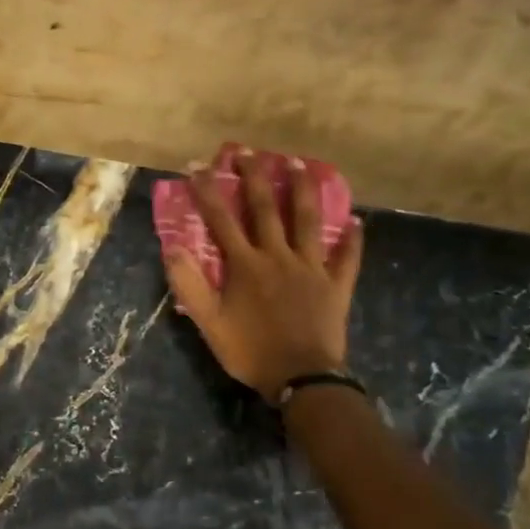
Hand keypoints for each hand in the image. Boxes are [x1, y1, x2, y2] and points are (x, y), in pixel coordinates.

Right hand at [165, 144, 362, 402]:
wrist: (301, 378)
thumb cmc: (250, 351)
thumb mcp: (209, 323)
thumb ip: (189, 285)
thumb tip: (172, 248)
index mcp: (245, 265)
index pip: (221, 220)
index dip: (208, 192)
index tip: (198, 165)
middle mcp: (278, 256)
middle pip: (266, 208)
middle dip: (255, 177)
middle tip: (249, 150)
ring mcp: (311, 268)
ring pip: (309, 220)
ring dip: (303, 189)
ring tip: (299, 162)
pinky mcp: (336, 285)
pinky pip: (347, 258)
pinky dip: (352, 240)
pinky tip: (357, 222)